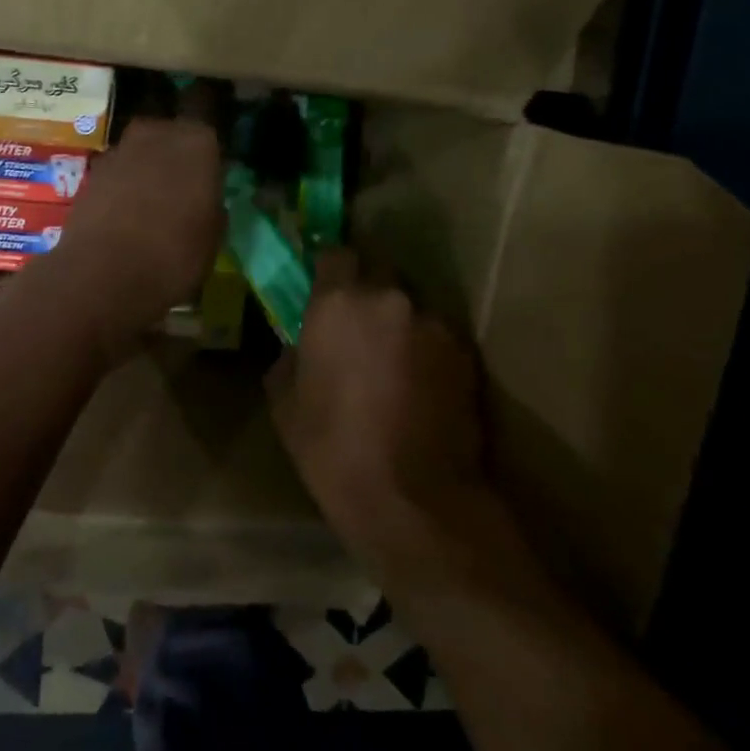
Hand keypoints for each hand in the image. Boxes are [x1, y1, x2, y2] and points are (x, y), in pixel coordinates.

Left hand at [44, 118, 222, 353]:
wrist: (104, 273)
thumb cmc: (175, 254)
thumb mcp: (213, 236)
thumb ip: (211, 206)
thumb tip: (204, 200)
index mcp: (197, 142)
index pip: (209, 139)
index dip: (207, 161)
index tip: (208, 183)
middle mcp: (157, 134)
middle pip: (169, 137)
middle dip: (173, 158)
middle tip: (179, 190)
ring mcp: (119, 150)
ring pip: (139, 154)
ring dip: (144, 172)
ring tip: (148, 207)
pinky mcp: (90, 173)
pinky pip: (116, 174)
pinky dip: (119, 188)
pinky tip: (123, 217)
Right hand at [271, 250, 487, 575]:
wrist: (411, 497)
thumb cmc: (331, 447)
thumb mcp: (285, 402)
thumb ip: (290, 357)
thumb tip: (300, 346)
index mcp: (338, 302)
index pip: (336, 253)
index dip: (329, 269)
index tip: (323, 288)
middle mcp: (390, 299)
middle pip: (379, 271)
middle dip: (366, 290)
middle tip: (356, 325)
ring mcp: (433, 324)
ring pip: (410, 306)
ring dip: (398, 323)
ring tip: (392, 363)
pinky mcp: (464, 354)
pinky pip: (436, 336)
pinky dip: (425, 350)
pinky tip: (418, 385)